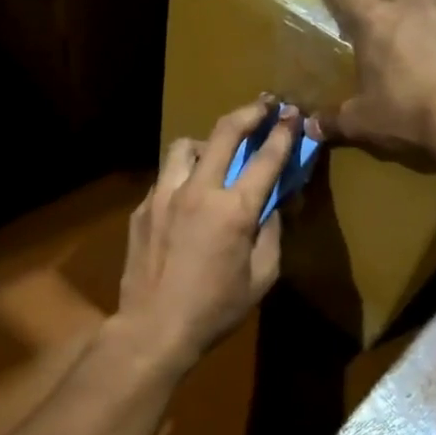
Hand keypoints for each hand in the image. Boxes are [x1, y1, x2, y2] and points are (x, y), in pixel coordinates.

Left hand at [117, 100, 298, 362]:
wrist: (154, 328)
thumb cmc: (215, 309)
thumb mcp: (262, 277)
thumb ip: (271, 233)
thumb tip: (273, 205)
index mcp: (234, 209)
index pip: (265, 158)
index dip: (284, 132)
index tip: (293, 114)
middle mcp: (198, 190)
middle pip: (224, 132)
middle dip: (248, 112)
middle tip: (263, 106)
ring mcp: (163, 195)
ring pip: (184, 146)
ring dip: (206, 143)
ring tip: (215, 154)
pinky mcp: (142, 208)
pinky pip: (165, 177)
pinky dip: (182, 177)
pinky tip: (186, 198)